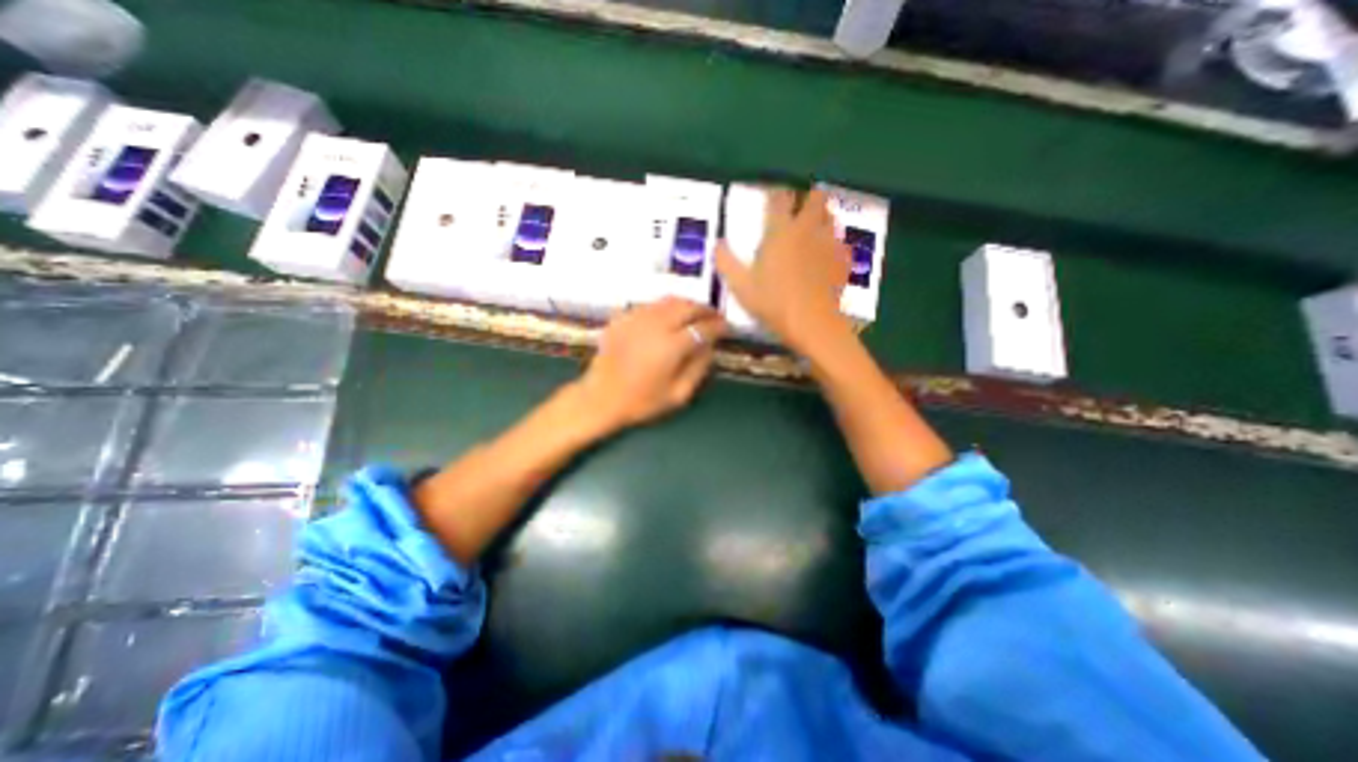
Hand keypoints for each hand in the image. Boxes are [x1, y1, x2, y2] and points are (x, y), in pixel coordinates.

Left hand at [571, 295, 726, 430]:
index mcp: (671, 346)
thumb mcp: (678, 394)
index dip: (718, 326)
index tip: (727, 328)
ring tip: (696, 313)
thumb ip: (698, 368)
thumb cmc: (641, 402)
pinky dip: (665, 306)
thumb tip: (710, 346)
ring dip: (687, 304)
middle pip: (687, 306)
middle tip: (715, 317)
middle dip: (705, 309)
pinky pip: (650, 304)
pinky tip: (669, 316)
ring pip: (669, 300)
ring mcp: (636, 318)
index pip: (702, 327)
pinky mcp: (622, 318)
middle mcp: (655, 325)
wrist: (600, 399)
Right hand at [716, 189, 850, 359]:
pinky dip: (833, 244)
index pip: (779, 197)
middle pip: (815, 197)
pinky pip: (841, 242)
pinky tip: (826, 258)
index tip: (770, 199)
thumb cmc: (773, 304)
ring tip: (812, 233)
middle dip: (807, 199)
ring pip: (831, 216)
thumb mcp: (741, 287)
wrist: (813, 325)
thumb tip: (717, 243)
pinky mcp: (843, 260)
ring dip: (821, 218)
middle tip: (797, 212)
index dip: (774, 194)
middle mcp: (808, 228)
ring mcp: (829, 243)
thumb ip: (726, 262)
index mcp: (781, 231)